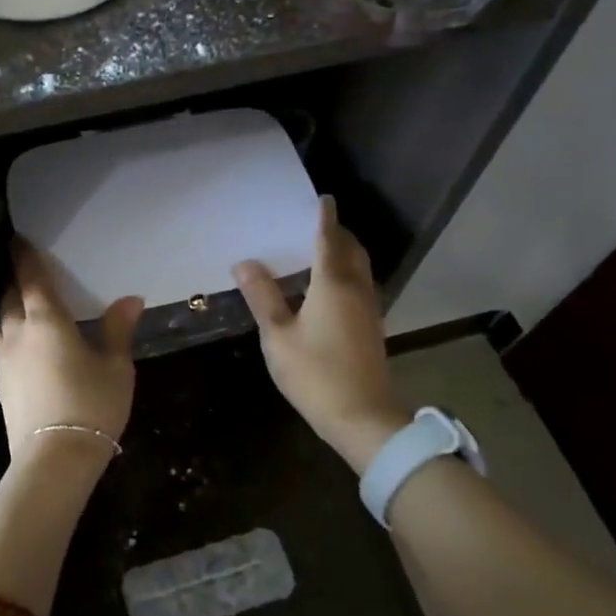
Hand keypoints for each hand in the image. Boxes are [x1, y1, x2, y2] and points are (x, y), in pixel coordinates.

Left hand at [0, 239, 143, 464]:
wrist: (54, 458)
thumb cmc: (92, 404)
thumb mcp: (116, 367)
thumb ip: (118, 329)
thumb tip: (131, 299)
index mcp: (46, 320)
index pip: (30, 278)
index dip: (24, 257)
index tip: (18, 241)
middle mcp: (17, 333)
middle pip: (9, 297)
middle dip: (16, 282)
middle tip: (28, 275)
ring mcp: (4, 360)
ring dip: (8, 309)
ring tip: (21, 309)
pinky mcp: (0, 385)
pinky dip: (7, 335)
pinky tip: (21, 346)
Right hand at [233, 197, 407, 470]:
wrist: (363, 418)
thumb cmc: (316, 373)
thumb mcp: (278, 335)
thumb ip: (262, 296)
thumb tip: (245, 262)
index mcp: (333, 284)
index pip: (329, 239)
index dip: (325, 217)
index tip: (323, 198)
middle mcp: (356, 289)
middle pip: (351, 250)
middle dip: (337, 232)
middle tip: (315, 222)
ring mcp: (368, 309)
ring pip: (359, 268)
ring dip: (343, 253)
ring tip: (319, 249)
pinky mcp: (371, 327)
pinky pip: (359, 285)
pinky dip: (345, 273)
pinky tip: (326, 286)